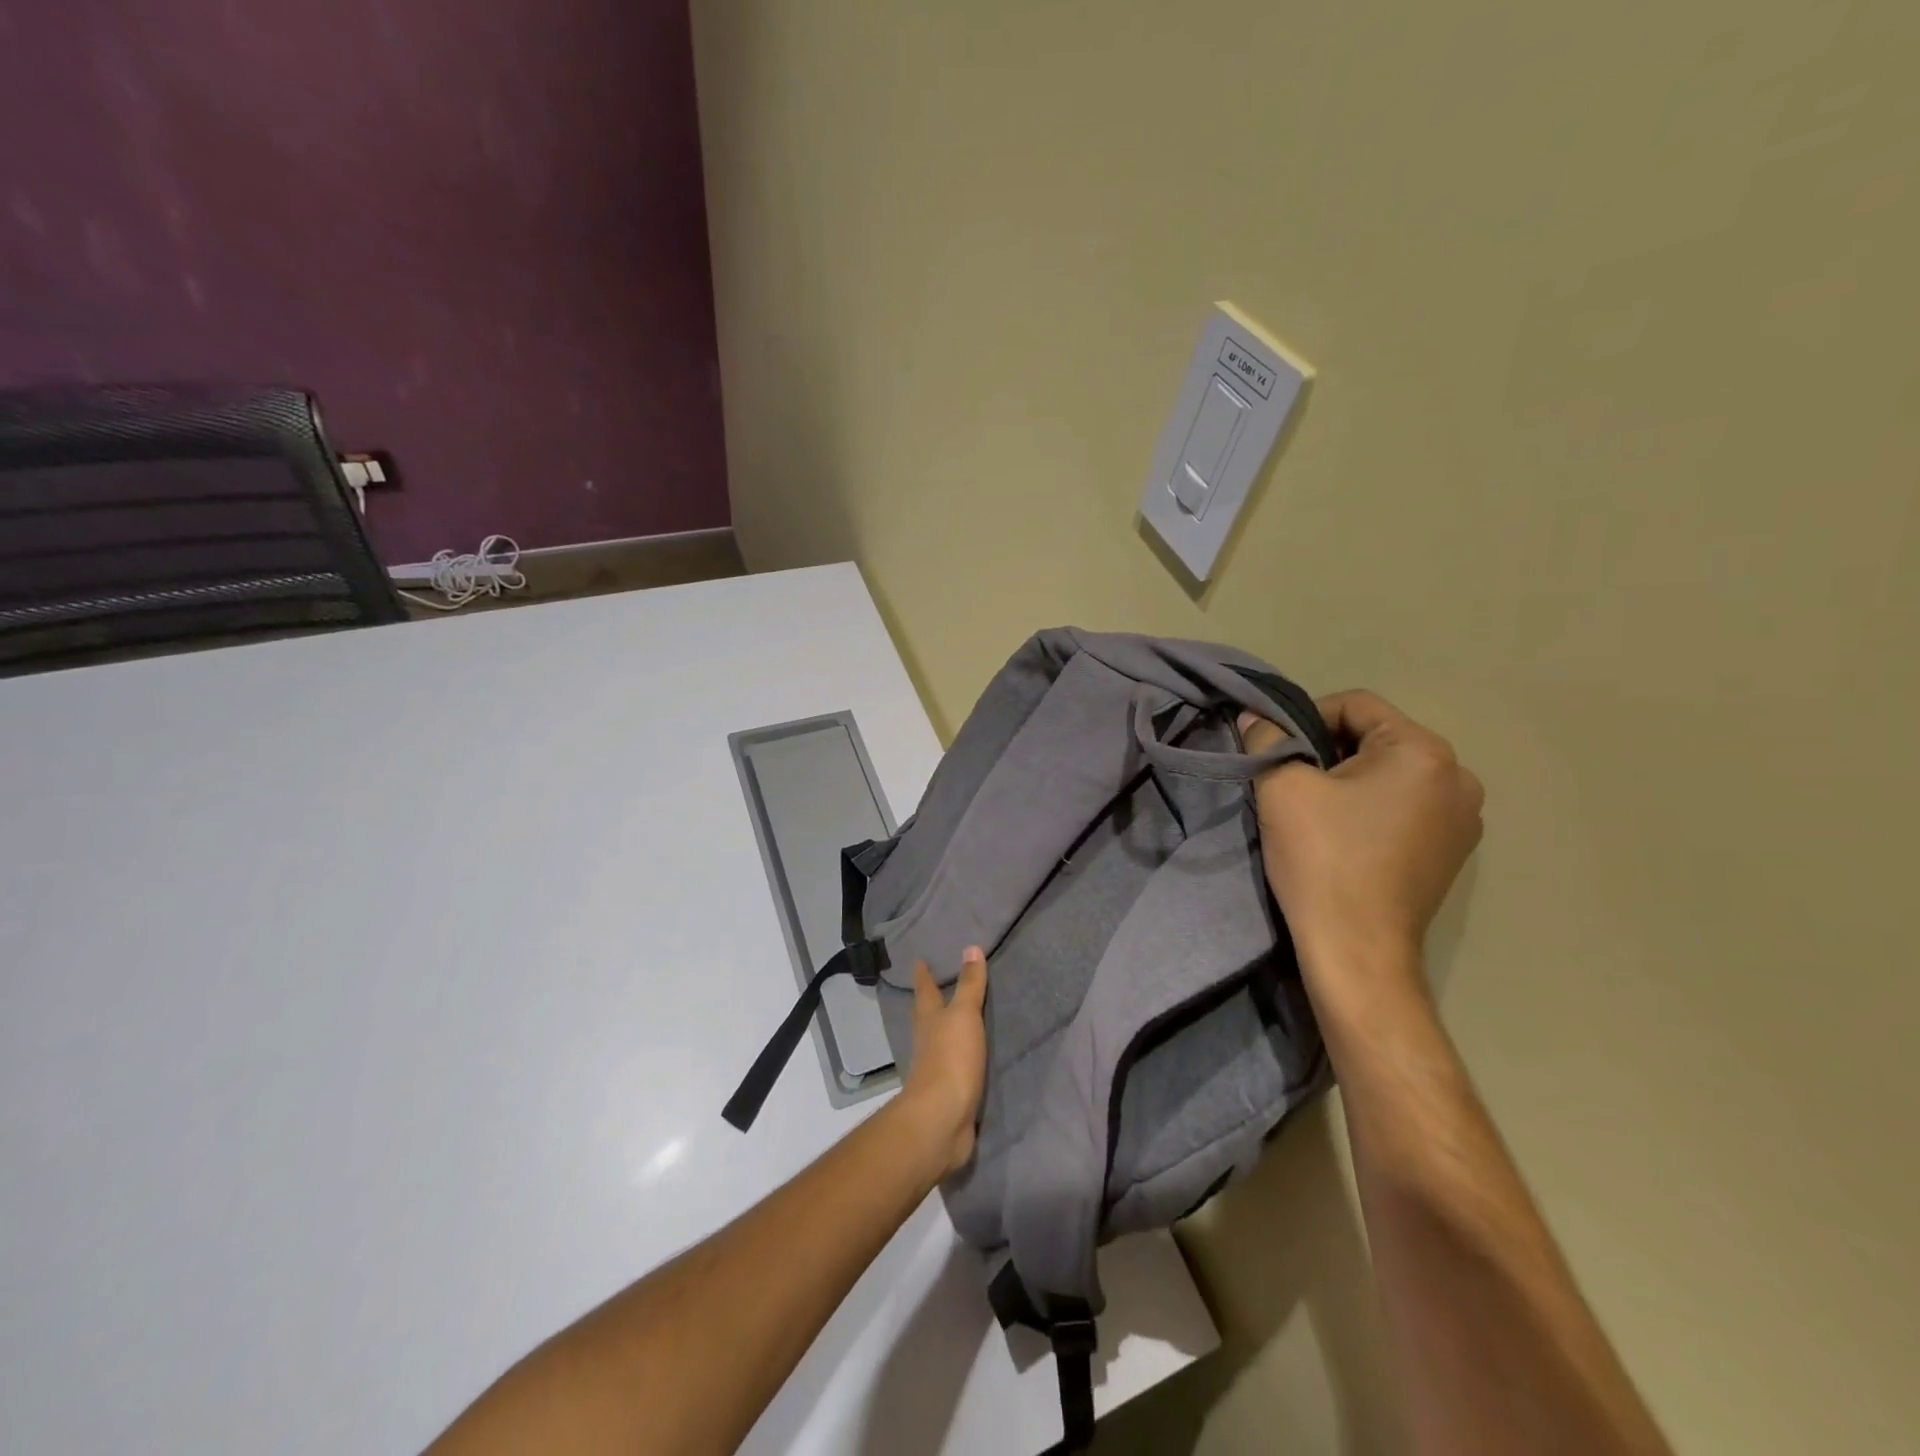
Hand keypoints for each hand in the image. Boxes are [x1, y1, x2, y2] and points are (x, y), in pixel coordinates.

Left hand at [899, 947, 988, 1177]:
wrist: (942, 1118)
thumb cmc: (950, 1058)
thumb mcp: (964, 1015)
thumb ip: (969, 984)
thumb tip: (970, 947)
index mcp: (928, 1018)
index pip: (924, 989)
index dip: (923, 974)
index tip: (919, 960)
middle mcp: (927, 1040)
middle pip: (927, 1015)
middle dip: (931, 1000)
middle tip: (938, 984)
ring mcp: (935, 1067)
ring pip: (939, 1040)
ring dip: (946, 1028)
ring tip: (957, 1018)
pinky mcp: (948, 1091)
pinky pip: (954, 1065)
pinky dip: (960, 1056)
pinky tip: (970, 1056)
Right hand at [1241, 690, 1483, 991]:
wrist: (1356, 948)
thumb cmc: (1322, 857)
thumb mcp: (1281, 786)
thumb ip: (1266, 739)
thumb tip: (1254, 717)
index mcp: (1424, 751)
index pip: (1356, 705)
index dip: (1305, 718)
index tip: (1275, 751)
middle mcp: (1457, 777)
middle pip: (1377, 738)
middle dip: (1328, 751)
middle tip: (1289, 781)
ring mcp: (1463, 818)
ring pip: (1391, 774)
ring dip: (1349, 781)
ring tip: (1313, 811)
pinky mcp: (1452, 852)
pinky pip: (1405, 807)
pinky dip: (1371, 809)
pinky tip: (1342, 836)